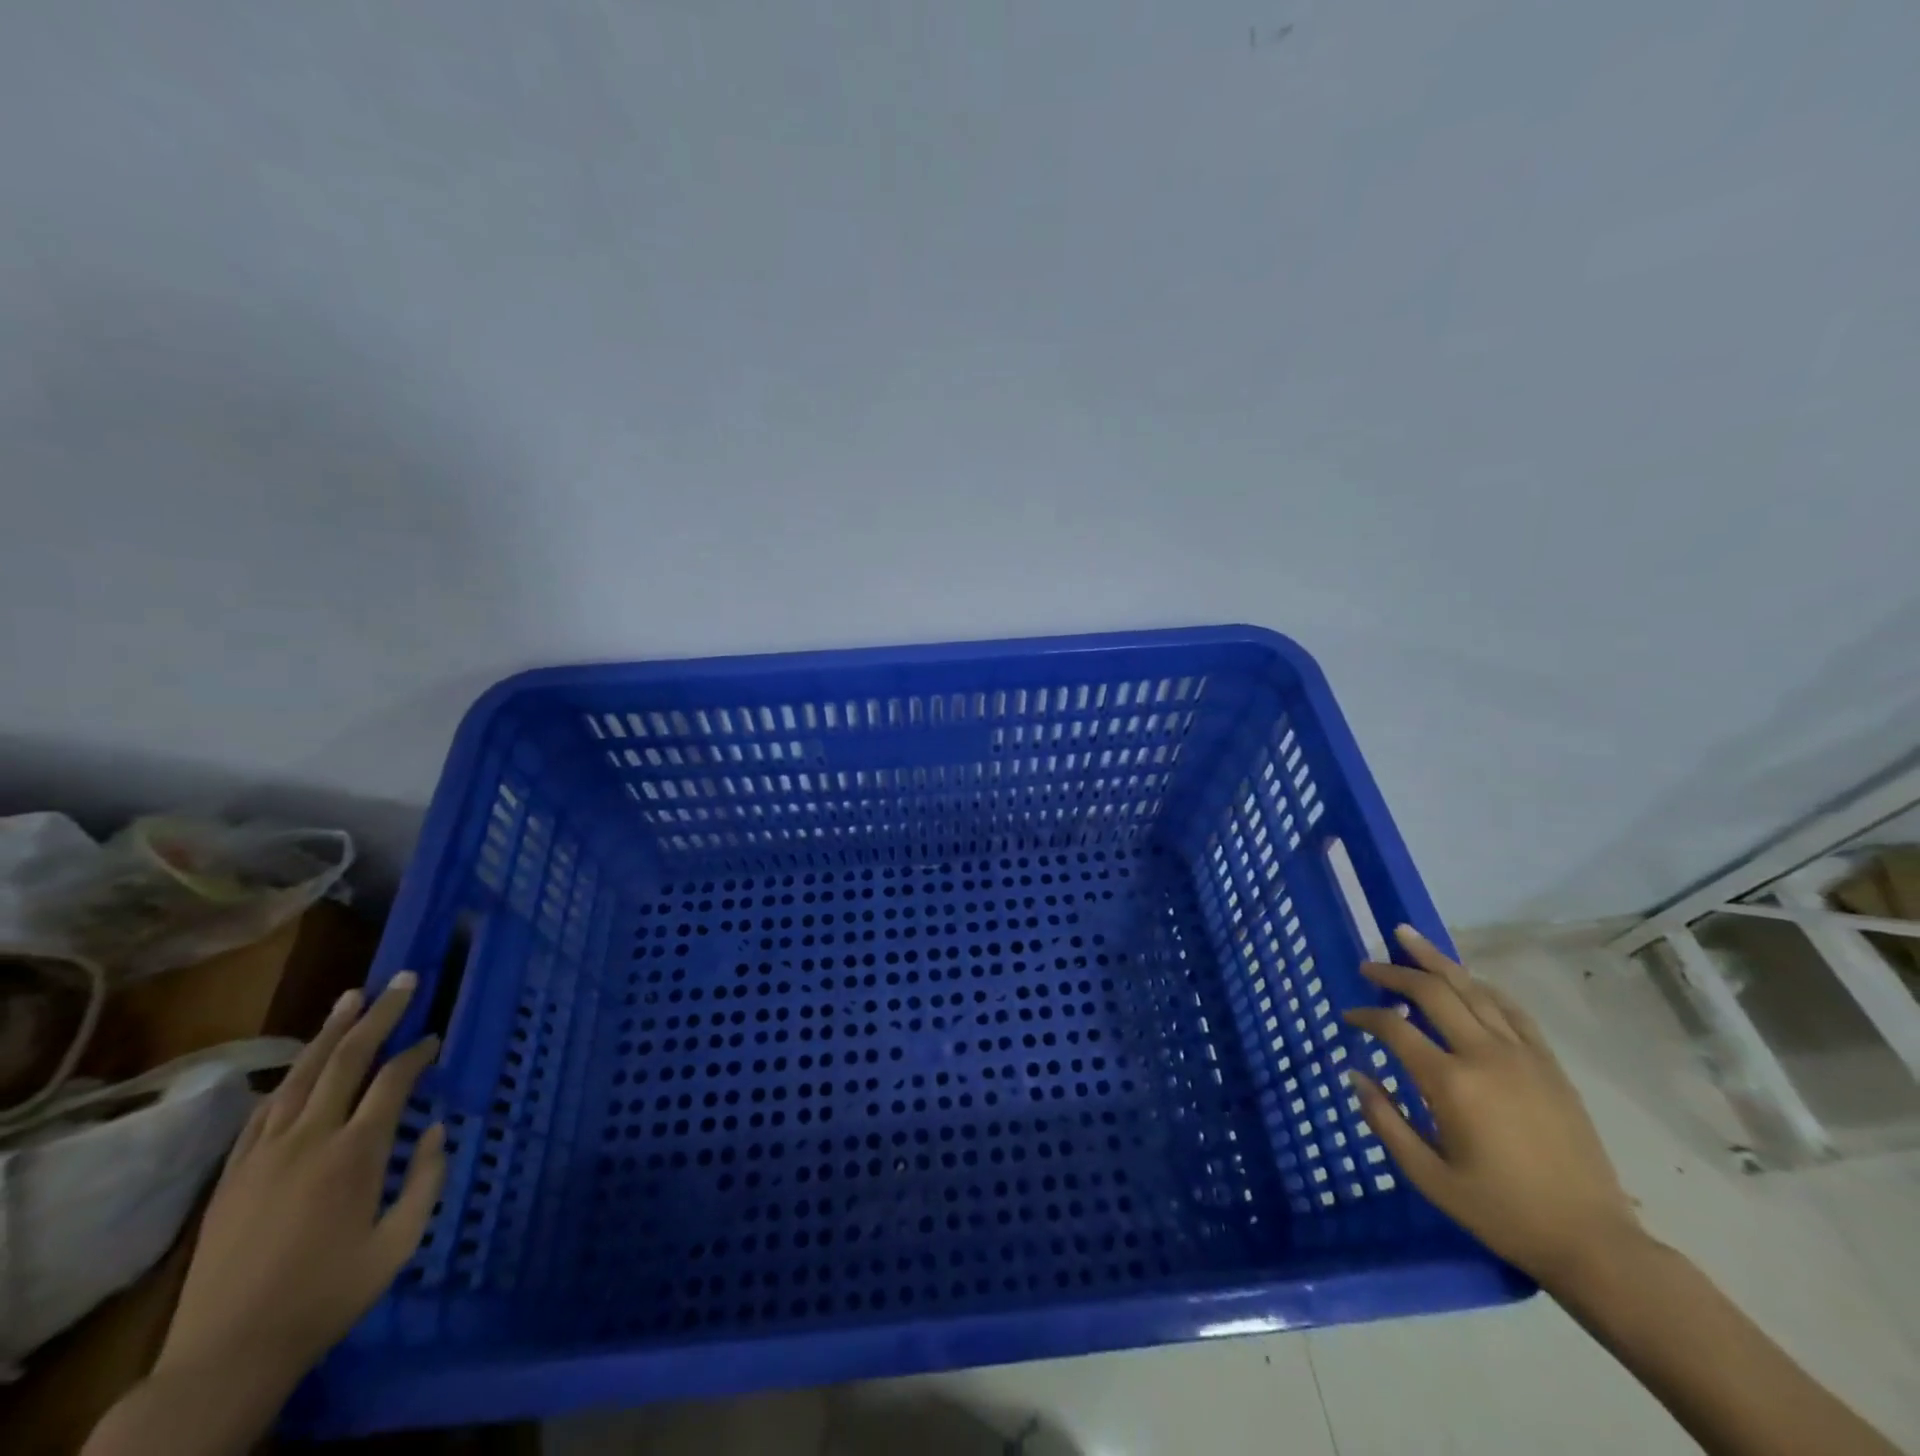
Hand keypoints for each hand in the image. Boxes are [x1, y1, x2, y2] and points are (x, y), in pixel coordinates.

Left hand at [156, 973, 446, 1394]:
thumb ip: (426, 1180)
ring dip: (330, 1032)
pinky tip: (302, 1063)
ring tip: (352, 996)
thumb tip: (435, 1129)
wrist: (226, 1355)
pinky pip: (264, 1111)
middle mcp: (310, 1139)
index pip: (394, 1081)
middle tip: (404, 980)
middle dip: (380, 1015)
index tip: (437, 1038)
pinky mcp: (234, 1173)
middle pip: (348, 1060)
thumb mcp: (399, 1244)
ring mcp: (265, 1154)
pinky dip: (290, 1077)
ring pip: (302, 1075)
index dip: (420, 1052)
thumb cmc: (328, 1296)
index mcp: (355, 1154)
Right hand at [1343, 926, 1639, 1288]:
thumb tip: (1356, 1075)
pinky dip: (1481, 987)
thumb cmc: (1501, 1212)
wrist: (1593, 1241)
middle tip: (1368, 966)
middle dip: (1394, 974)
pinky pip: (1511, 1010)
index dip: (1365, 1017)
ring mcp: (1523, 1055)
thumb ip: (1385, 1121)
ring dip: (1436, 961)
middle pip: (1432, 993)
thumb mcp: (1429, 1177)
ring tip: (1407, 938)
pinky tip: (1466, 978)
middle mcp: (1485, 1055)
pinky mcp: (1549, 1065)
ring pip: (1472, 989)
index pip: (1395, 1029)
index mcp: (1451, 1083)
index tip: (1348, 1017)